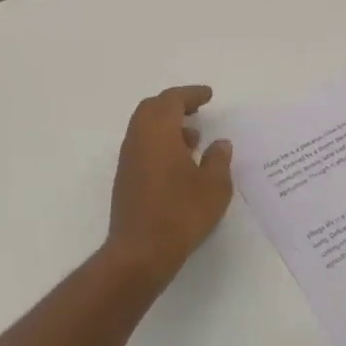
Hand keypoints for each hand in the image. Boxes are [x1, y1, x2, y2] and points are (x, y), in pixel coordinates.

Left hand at [103, 85, 233, 284]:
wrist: (140, 251)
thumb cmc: (181, 213)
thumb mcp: (214, 186)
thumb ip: (218, 160)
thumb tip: (219, 144)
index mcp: (158, 132)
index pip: (171, 100)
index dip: (191, 94)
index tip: (208, 95)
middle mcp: (138, 139)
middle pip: (152, 108)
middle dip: (175, 104)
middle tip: (197, 109)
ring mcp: (128, 160)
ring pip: (145, 128)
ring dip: (167, 125)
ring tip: (194, 139)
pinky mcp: (126, 179)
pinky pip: (142, 146)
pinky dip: (160, 143)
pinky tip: (180, 163)